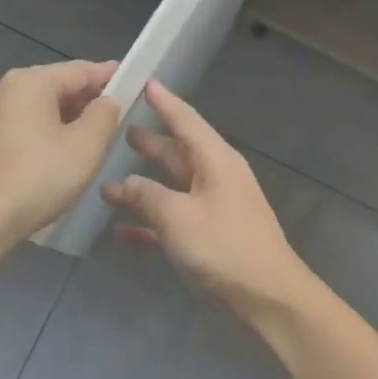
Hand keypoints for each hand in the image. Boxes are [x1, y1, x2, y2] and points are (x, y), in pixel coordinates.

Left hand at [0, 60, 120, 241]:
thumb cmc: (39, 178)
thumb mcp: (85, 147)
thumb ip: (103, 116)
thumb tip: (107, 100)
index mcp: (28, 83)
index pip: (78, 70)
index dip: (108, 75)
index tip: (129, 80)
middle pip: (50, 89)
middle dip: (80, 101)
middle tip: (108, 117)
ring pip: (27, 113)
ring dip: (54, 122)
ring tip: (77, 142)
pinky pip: (8, 136)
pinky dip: (29, 141)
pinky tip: (40, 163)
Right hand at [100, 81, 312, 317]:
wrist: (268, 295)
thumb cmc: (224, 246)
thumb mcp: (178, 216)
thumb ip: (146, 195)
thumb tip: (122, 183)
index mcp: (216, 161)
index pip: (186, 120)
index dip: (164, 102)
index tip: (145, 82)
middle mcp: (217, 178)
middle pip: (178, 152)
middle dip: (151, 142)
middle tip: (120, 129)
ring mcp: (215, 208)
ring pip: (174, 188)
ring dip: (144, 186)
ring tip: (110, 181)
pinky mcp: (211, 237)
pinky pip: (175, 221)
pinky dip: (151, 223)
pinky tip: (123, 232)